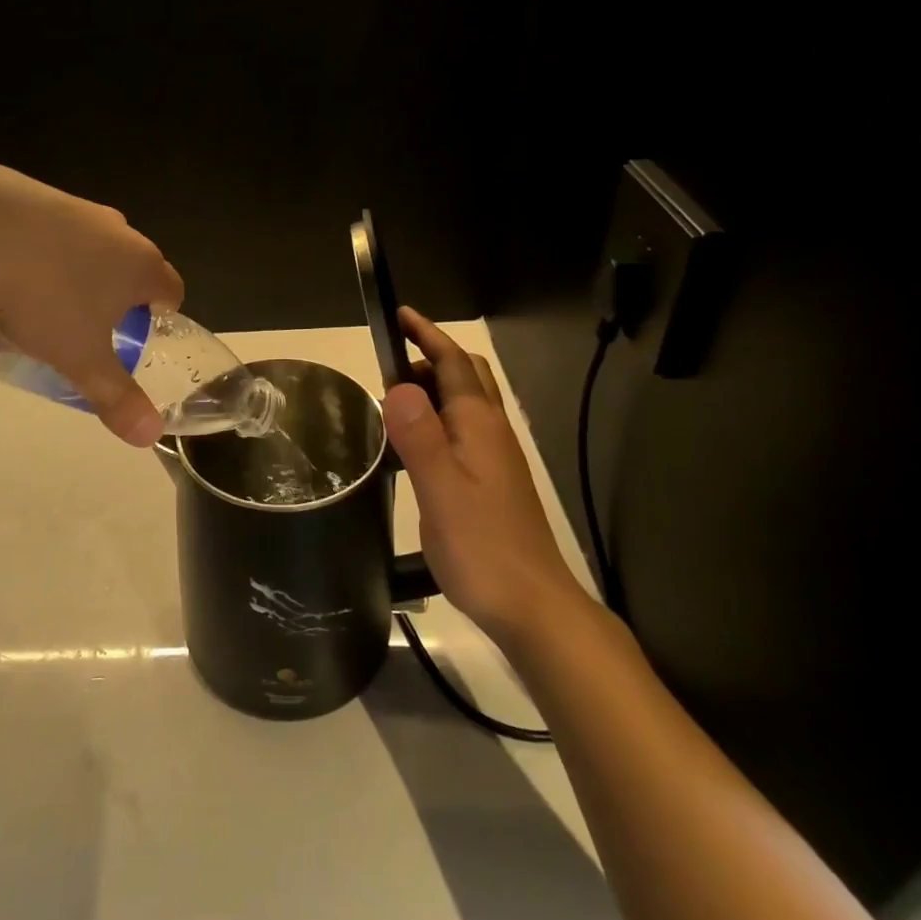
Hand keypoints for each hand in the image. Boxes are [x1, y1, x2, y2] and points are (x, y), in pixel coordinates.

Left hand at [0, 158, 184, 445]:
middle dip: (114, 295)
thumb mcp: (81, 359)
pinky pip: (48, 228)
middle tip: (86, 327)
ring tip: (38, 304)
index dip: (160, 315)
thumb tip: (150, 437)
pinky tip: (4, 271)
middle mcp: (117, 229)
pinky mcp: (33, 191)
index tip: (137, 335)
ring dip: (75, 271)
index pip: (171, 289)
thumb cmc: (45, 299)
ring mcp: (75, 206)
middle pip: (130, 265)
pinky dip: (37, 249)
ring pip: (88, 245)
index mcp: (140, 265)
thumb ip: (117, 397)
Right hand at [384, 307, 579, 643]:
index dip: (427, 335)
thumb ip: (419, 435)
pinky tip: (413, 448)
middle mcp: (492, 432)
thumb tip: (397, 384)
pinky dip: (435, 422)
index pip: (453, 363)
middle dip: (430, 358)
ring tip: (392, 404)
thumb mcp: (441, 489)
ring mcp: (495, 458)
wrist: (531, 605)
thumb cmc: (483, 546)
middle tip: (389, 367)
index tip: (399, 314)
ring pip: (464, 405)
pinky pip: (461, 432)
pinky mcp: (492, 482)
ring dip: (431, 390)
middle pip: (465, 377)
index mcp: (479, 425)